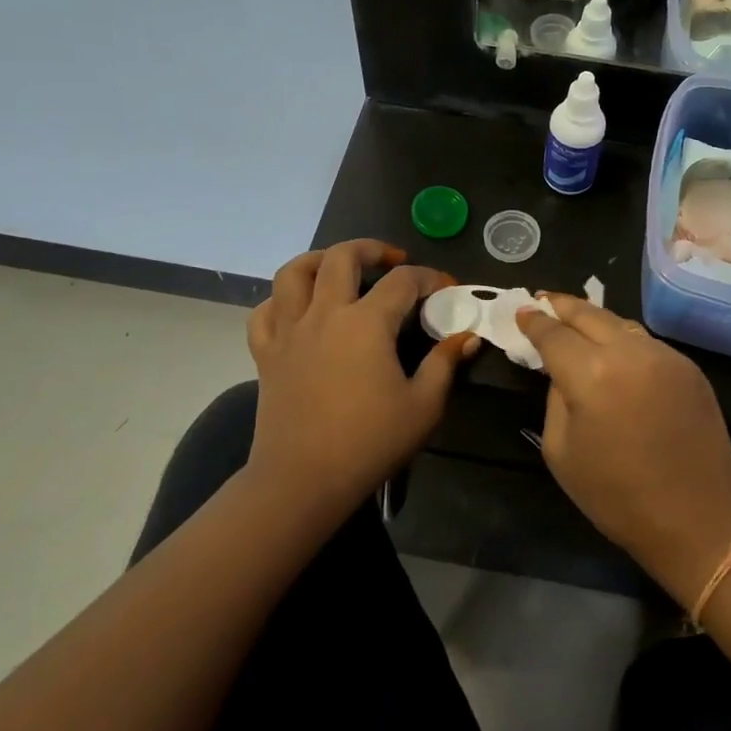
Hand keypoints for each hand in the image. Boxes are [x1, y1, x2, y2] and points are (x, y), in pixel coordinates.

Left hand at [247, 241, 478, 522]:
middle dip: (372, 249)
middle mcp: (325, 314)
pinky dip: (281, 301)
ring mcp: (289, 331)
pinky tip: (298, 308)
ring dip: (319, 260)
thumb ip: (445, 364)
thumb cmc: (369, 443)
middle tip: (392, 260)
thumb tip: (466, 337)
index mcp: (366, 323)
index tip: (447, 289)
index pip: (403, 281)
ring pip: (294, 272)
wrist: (303, 481)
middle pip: (342, 256)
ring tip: (339, 267)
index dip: (430, 277)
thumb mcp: (423, 406)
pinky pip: (264, 311)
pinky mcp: (266, 353)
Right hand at [516, 294, 730, 606]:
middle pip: (590, 314)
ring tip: (576, 320)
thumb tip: (563, 372)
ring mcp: (665, 356)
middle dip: (563, 306)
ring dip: (595, 319)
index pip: (554, 334)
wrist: (698, 520)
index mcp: (592, 374)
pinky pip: (646, 343)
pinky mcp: (689, 367)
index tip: (522, 311)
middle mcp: (630, 352)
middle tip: (544, 300)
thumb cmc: (618, 497)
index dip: (534, 322)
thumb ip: (555, 399)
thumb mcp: (562, 452)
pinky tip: (615, 349)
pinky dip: (624, 339)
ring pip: (621, 324)